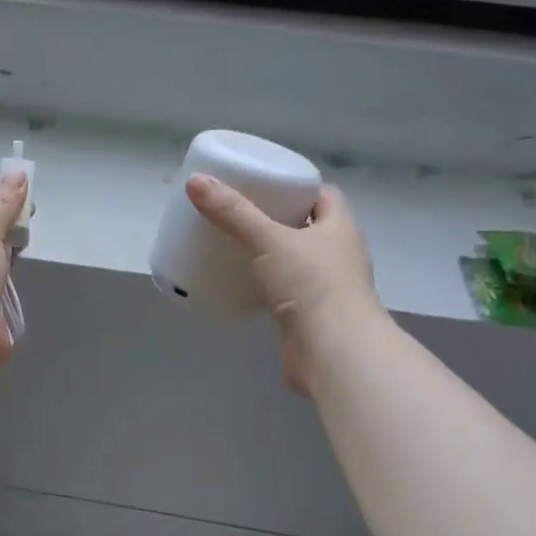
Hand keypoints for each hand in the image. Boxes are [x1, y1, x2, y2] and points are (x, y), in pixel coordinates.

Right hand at [186, 174, 384, 395]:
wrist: (334, 353)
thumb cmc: (312, 286)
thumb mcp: (268, 240)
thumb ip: (232, 213)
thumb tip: (195, 181)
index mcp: (339, 228)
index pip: (322, 195)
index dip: (296, 186)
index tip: (263, 184)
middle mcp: (338, 255)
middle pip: (307, 227)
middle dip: (277, 220)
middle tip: (238, 214)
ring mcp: (327, 288)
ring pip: (296, 262)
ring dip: (271, 255)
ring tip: (234, 246)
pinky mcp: (310, 317)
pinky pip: (285, 292)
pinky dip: (265, 286)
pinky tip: (240, 284)